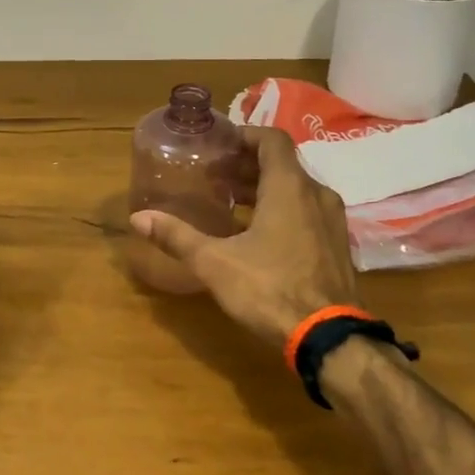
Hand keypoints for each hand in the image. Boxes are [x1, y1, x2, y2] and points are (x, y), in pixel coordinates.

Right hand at [130, 126, 356, 350]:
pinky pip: (307, 212)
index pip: (273, 139)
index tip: (219, 145)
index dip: (245, 135)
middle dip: (248, 165)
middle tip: (215, 176)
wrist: (329, 338)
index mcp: (290, 188)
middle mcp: (316, 195)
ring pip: (296, 190)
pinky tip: (258, 234)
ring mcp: (332, 222)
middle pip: (283, 165)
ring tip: (231, 203)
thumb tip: (137, 218)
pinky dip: (282, 210)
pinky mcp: (336, 246)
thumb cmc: (270, 289)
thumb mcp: (215, 263)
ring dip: (265, 189)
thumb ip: (177, 236)